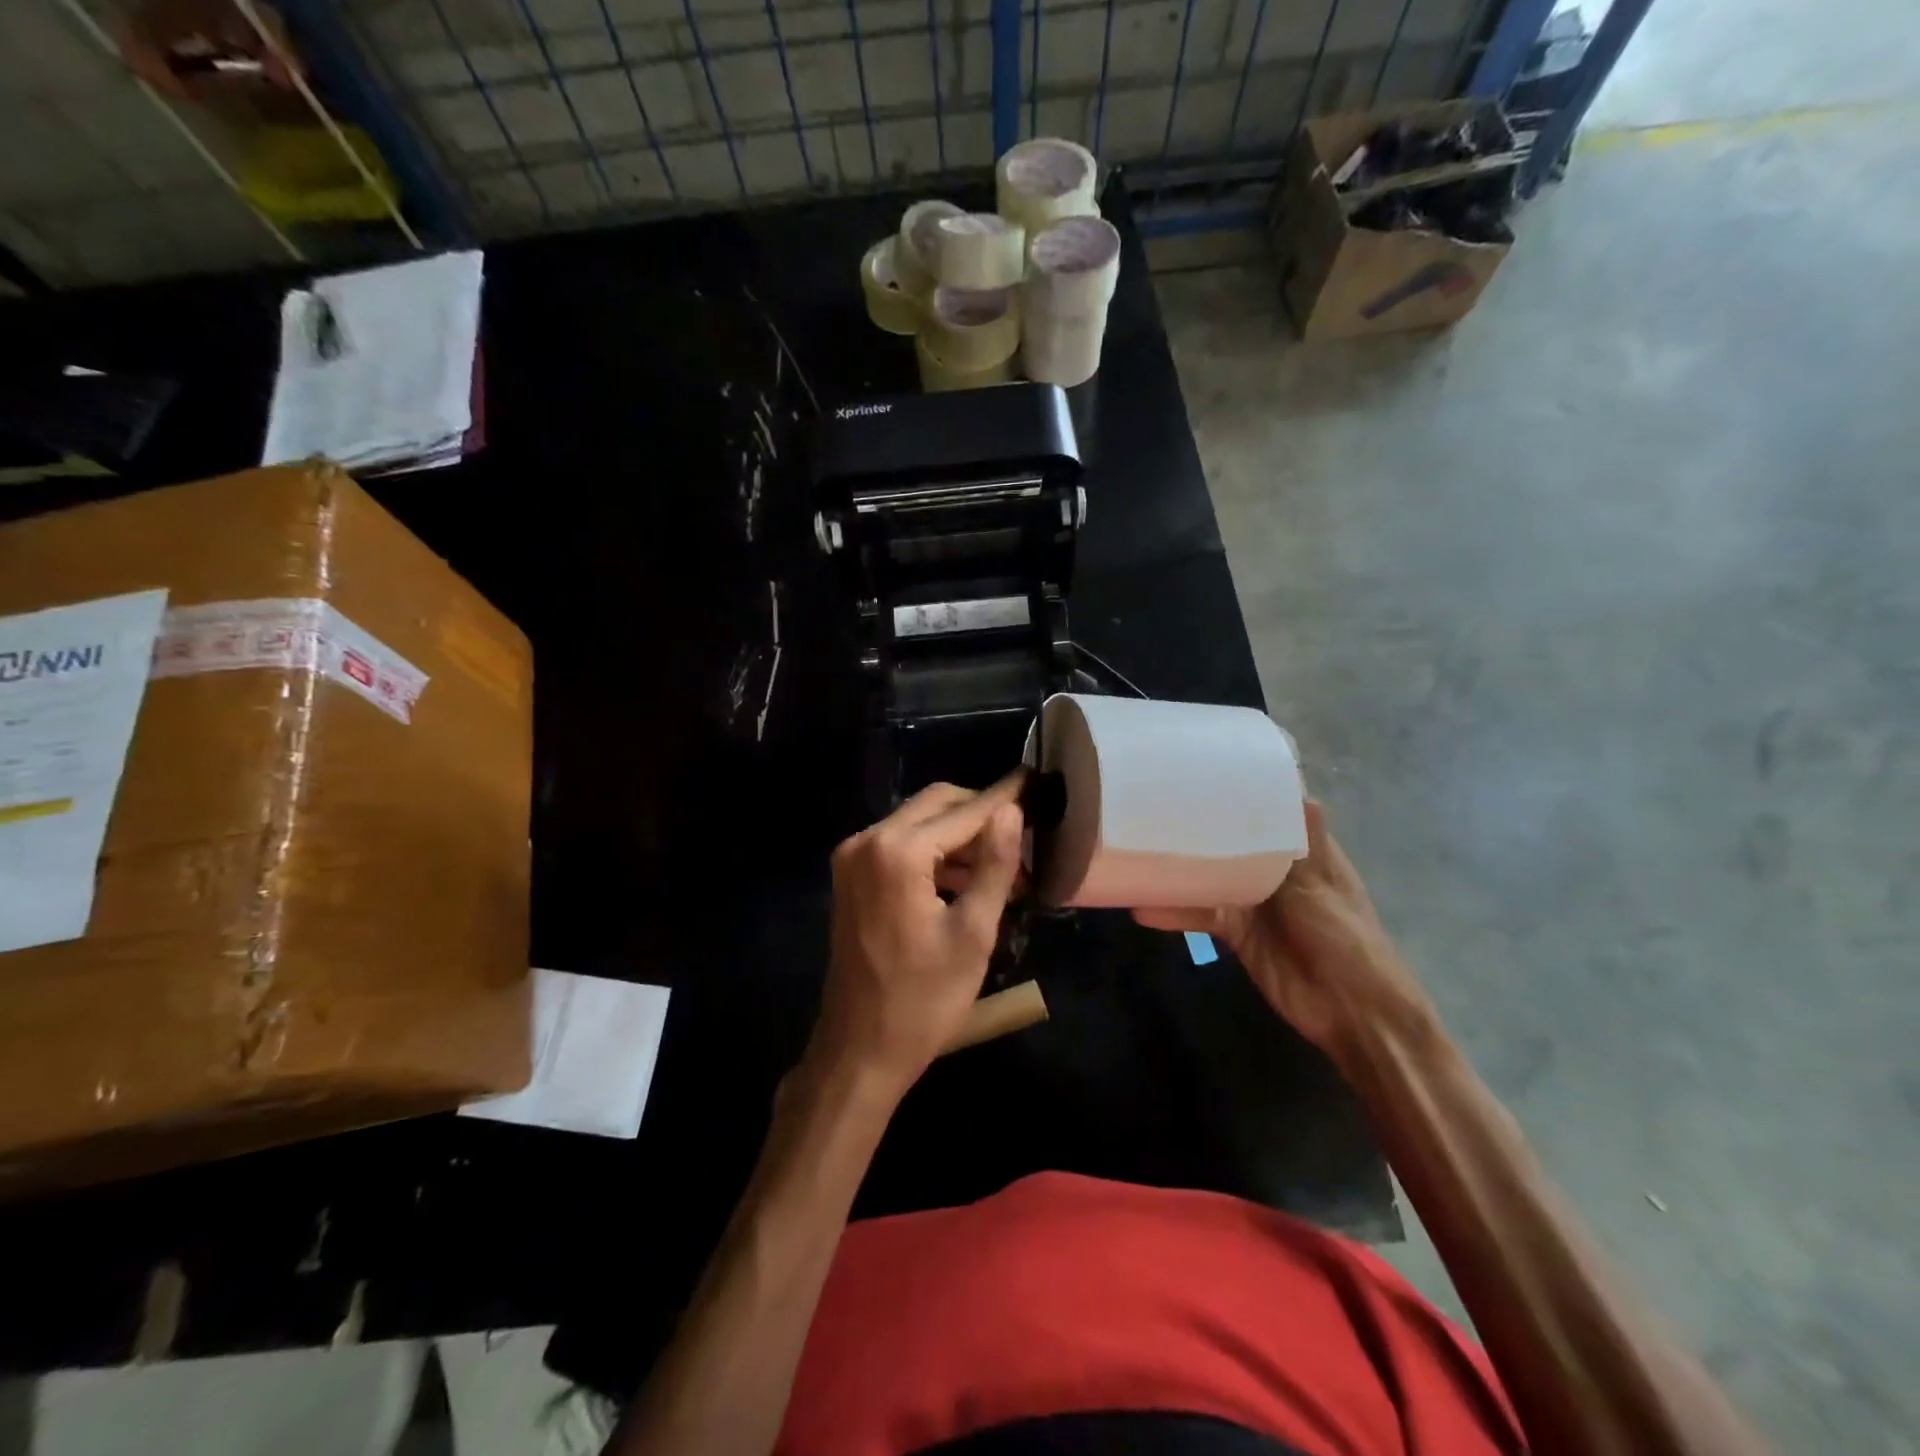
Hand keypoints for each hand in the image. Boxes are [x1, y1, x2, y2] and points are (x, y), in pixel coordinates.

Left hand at [809, 774, 1025, 1096]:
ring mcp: (854, 857)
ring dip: (959, 836)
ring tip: (1005, 866)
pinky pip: (900, 844)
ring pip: (918, 822)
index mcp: (897, 852)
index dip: (1003, 798)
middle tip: (1025, 833)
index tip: (1036, 781)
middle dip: (981, 814)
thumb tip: (1012, 810)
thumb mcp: (973, 933)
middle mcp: (867, 841)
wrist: (860, 1048)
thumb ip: (994, 864)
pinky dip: (934, 853)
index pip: (963, 811)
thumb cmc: (924, 999)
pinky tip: (967, 878)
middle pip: (936, 804)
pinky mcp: (852, 875)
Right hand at [1135, 800, 1437, 1066]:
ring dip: (1178, 869)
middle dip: (1197, 826)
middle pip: (1229, 840)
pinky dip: (1173, 912)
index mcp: (1301, 848)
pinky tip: (1140, 907)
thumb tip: (1294, 785)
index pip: (1269, 810)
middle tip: (1147, 802)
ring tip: (1134, 851)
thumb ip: (1301, 841)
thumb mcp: (1322, 884)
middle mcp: (1273, 868)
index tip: (1200, 767)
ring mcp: (1252, 900)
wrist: (1351, 1010)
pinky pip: (1199, 914)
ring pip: (1208, 876)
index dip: (1240, 790)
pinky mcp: (1235, 931)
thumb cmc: (1344, 937)